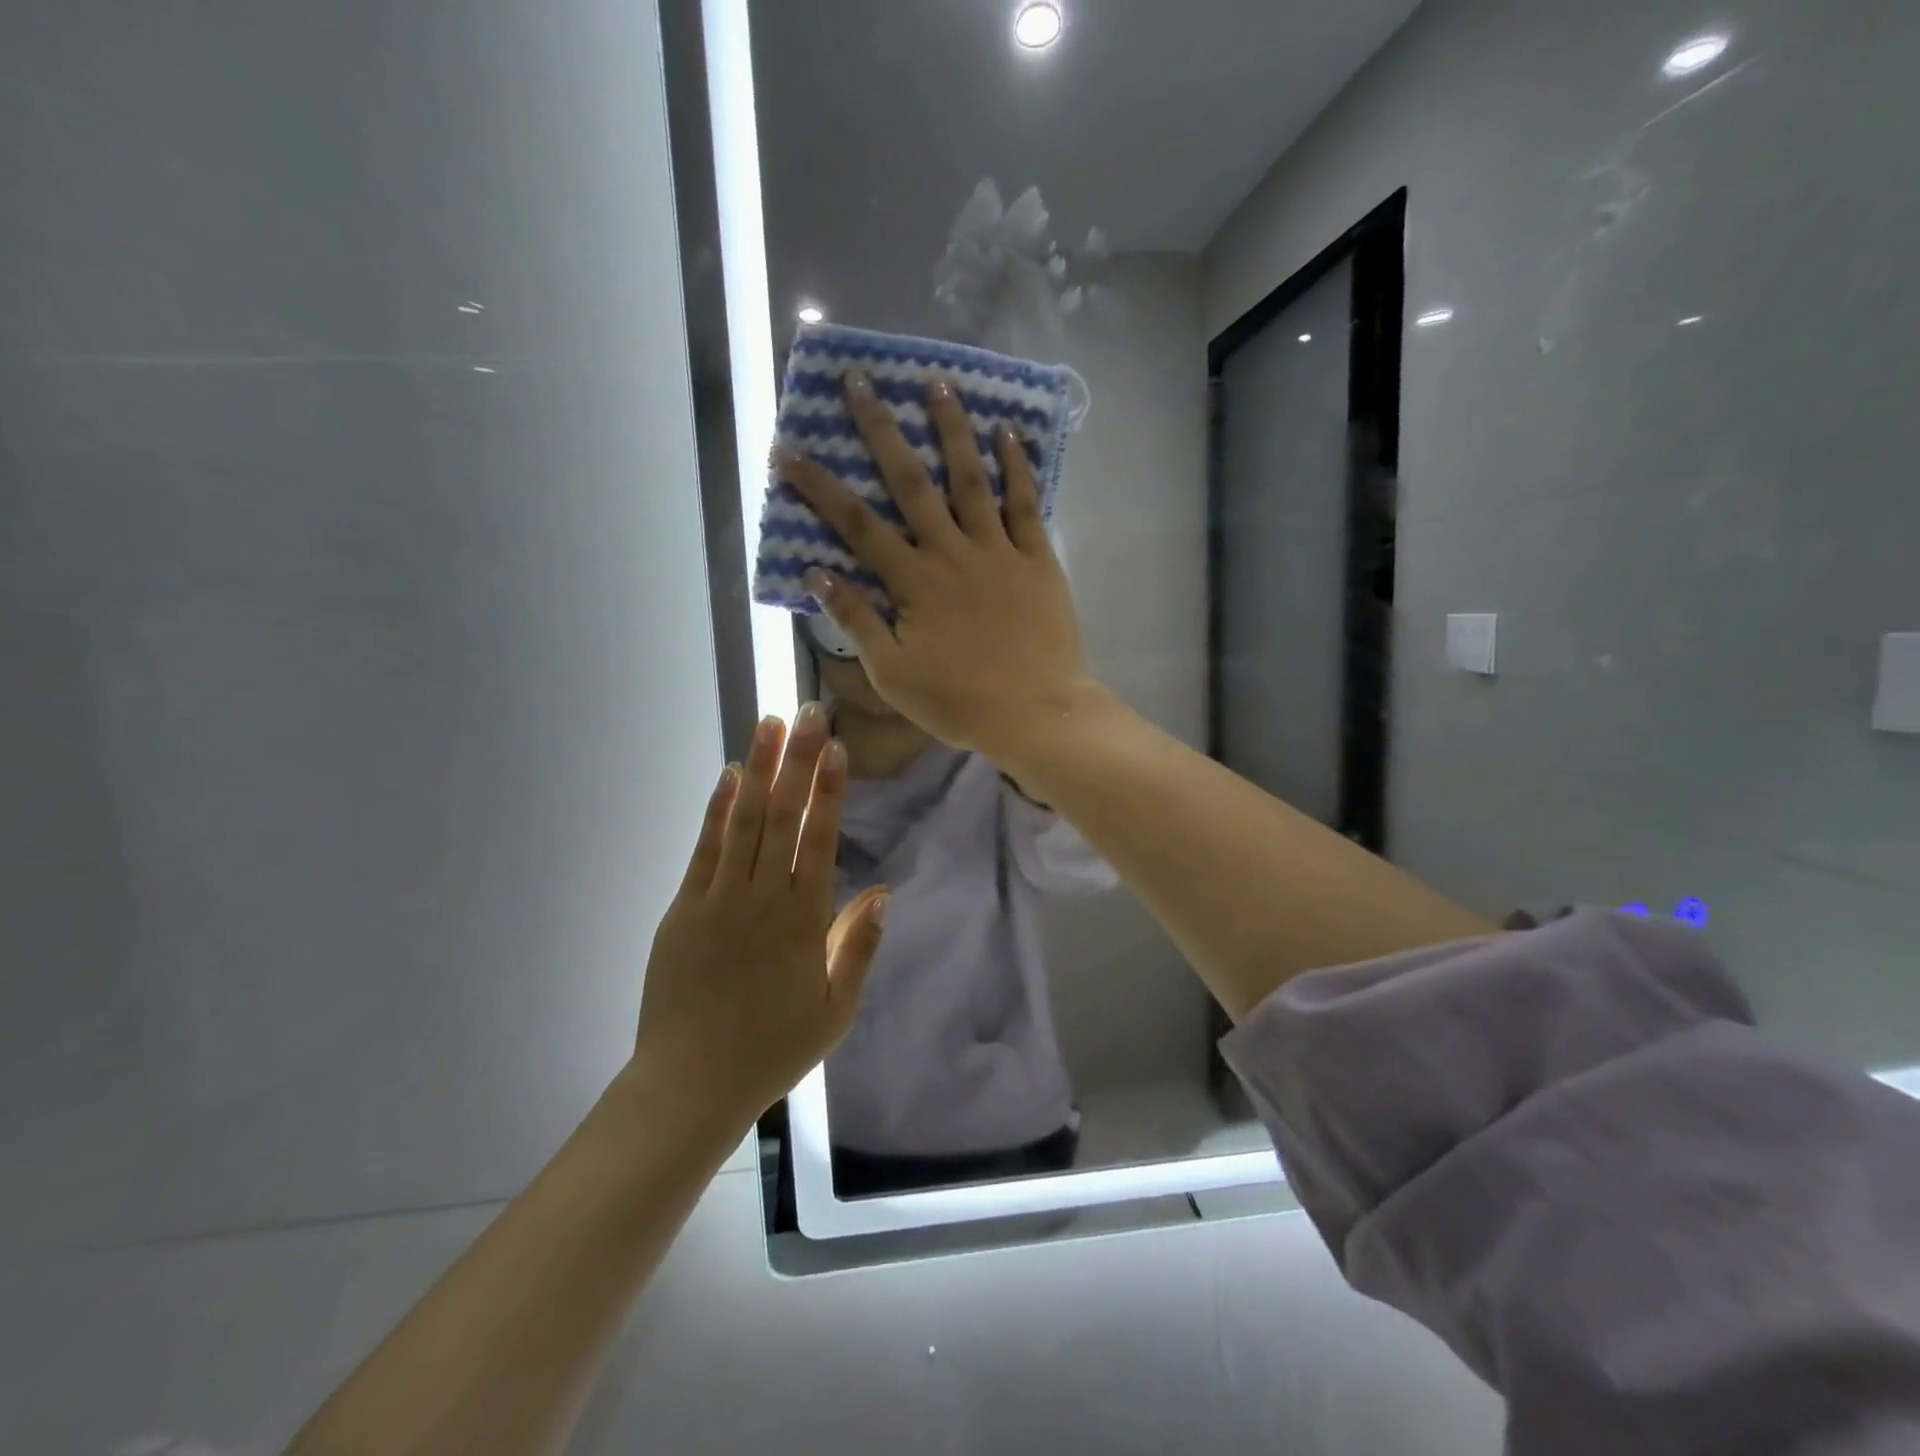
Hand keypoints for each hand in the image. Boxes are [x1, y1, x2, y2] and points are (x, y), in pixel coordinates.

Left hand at [634, 705, 888, 1133]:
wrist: (691, 1084)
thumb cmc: (773, 1049)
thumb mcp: (835, 1010)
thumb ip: (858, 946)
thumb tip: (882, 892)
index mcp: (803, 920)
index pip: (820, 840)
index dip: (830, 791)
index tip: (836, 749)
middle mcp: (763, 898)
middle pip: (783, 817)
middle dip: (797, 762)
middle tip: (808, 714)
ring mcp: (719, 899)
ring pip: (743, 821)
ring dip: (759, 769)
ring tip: (770, 724)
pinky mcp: (685, 908)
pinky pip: (705, 849)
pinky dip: (717, 810)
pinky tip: (729, 777)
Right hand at [779, 373, 1090, 763]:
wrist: (1035, 714)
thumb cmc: (959, 701)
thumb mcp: (892, 673)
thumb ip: (856, 619)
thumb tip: (816, 571)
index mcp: (913, 582)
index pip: (857, 524)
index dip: (819, 486)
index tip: (789, 449)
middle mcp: (952, 552)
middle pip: (910, 482)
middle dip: (881, 429)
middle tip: (860, 381)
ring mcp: (999, 550)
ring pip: (970, 478)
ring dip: (951, 428)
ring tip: (938, 383)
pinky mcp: (1038, 558)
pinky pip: (1026, 503)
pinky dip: (1017, 465)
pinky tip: (1008, 431)